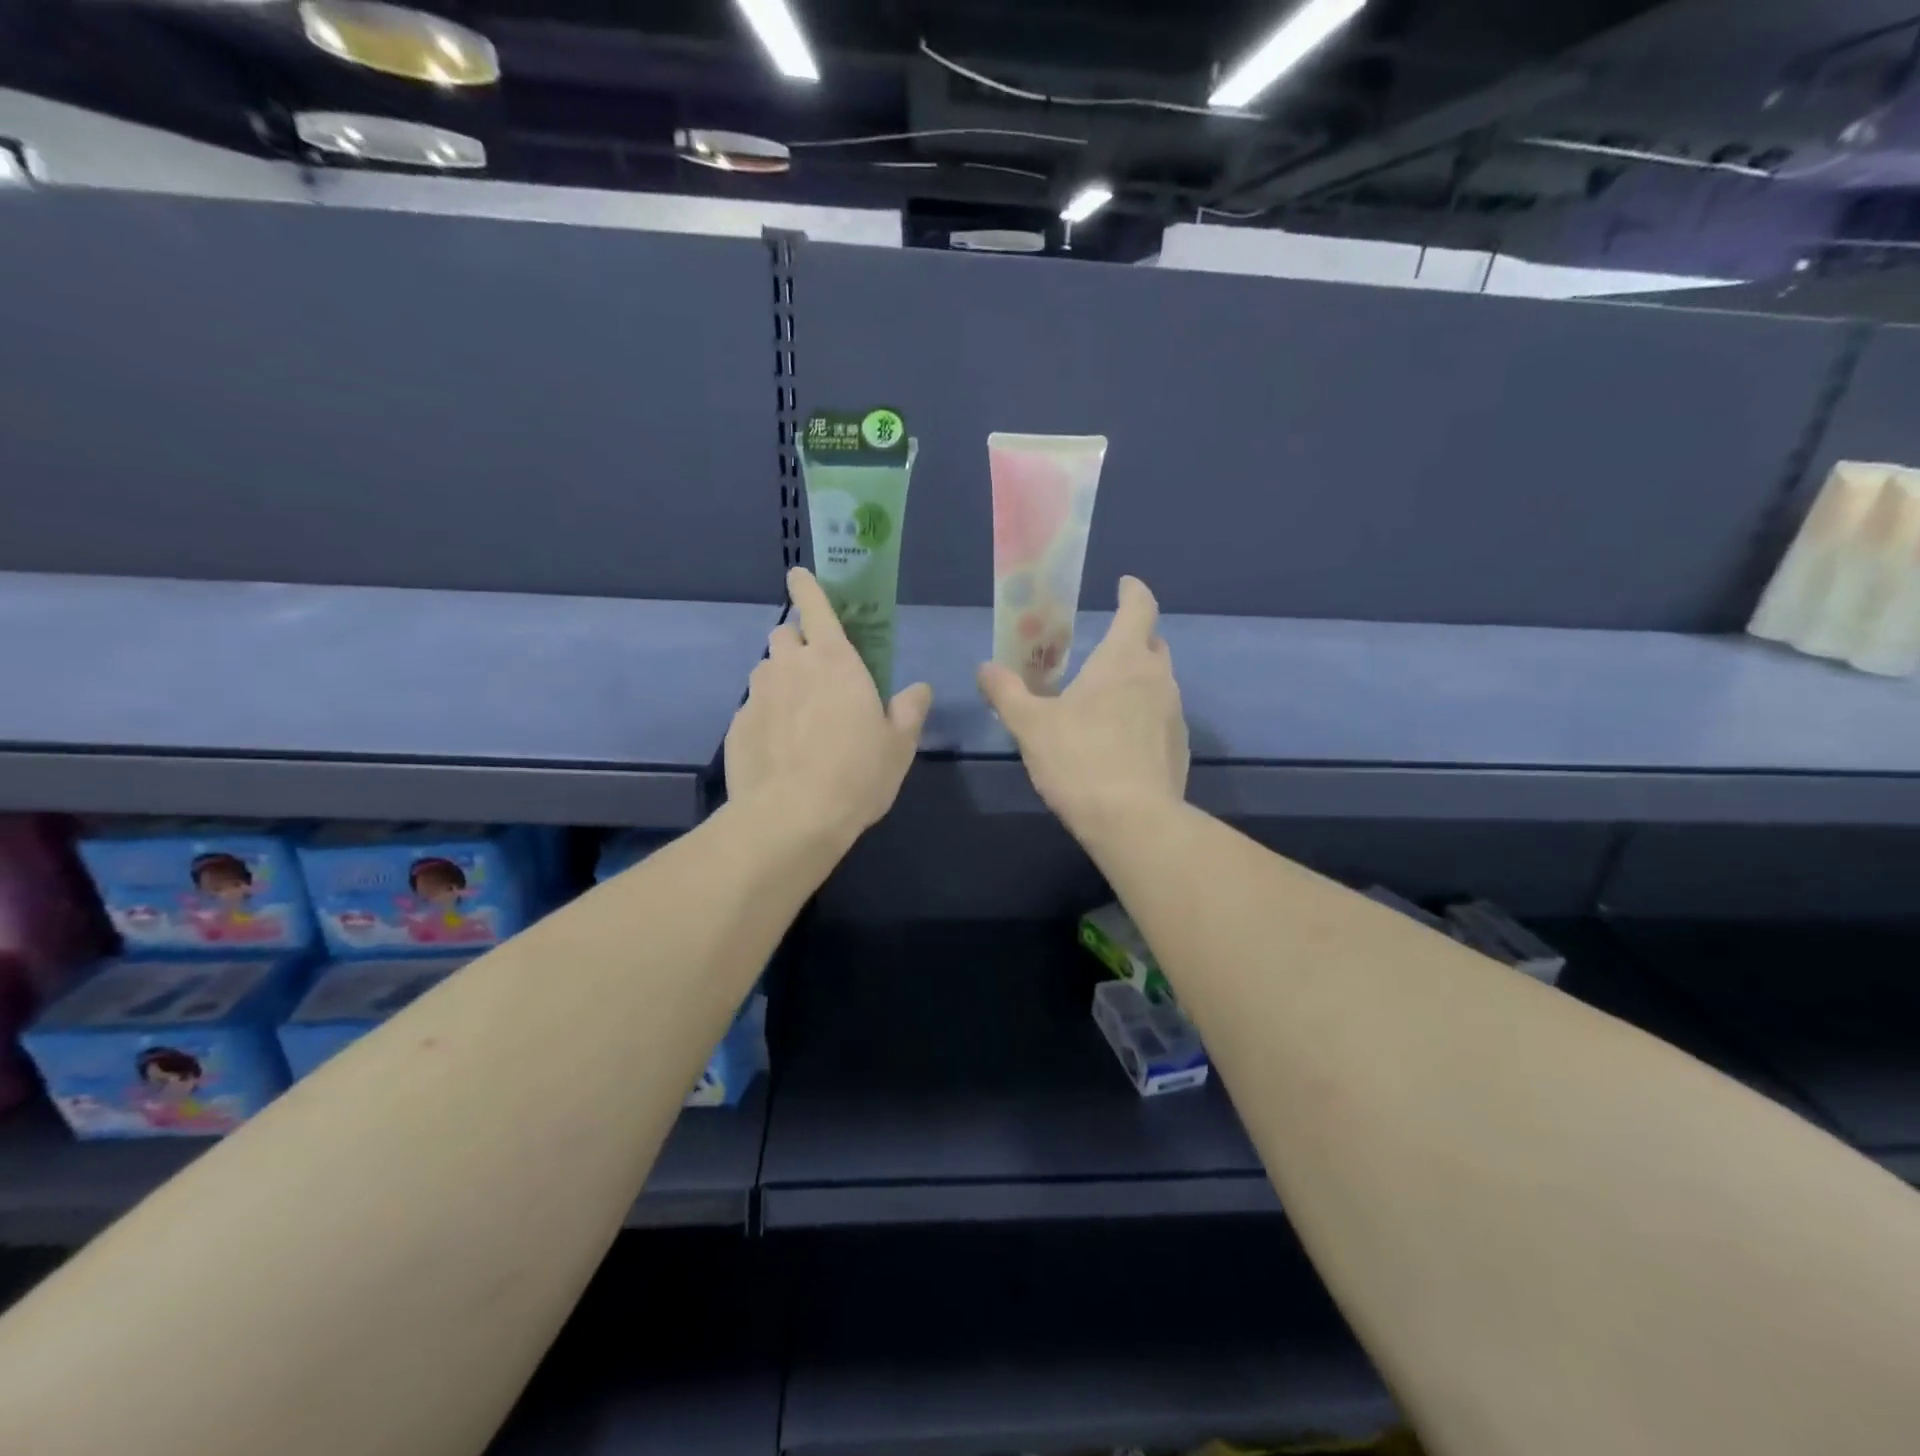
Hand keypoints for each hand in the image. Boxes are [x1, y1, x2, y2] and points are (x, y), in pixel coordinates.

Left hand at [725, 567, 931, 843]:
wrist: (792, 817)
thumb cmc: (857, 774)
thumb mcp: (898, 745)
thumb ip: (909, 710)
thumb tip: (919, 689)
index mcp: (834, 661)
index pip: (816, 607)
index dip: (807, 587)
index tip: (798, 575)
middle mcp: (790, 667)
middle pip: (785, 634)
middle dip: (797, 643)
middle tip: (815, 672)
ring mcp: (757, 696)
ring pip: (766, 671)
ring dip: (781, 680)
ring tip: (797, 716)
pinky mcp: (737, 726)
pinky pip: (752, 709)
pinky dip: (765, 717)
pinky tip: (779, 749)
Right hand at [978, 576, 1188, 838]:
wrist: (1133, 821)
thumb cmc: (1079, 760)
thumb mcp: (1030, 725)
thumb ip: (1006, 692)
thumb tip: (985, 668)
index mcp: (1124, 659)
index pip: (1139, 608)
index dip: (1134, 592)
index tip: (1125, 584)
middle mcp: (1158, 678)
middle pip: (1152, 644)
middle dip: (1133, 637)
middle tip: (1103, 647)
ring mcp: (1175, 714)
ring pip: (1158, 682)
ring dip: (1137, 679)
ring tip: (1106, 697)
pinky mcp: (1180, 748)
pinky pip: (1161, 717)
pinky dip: (1143, 714)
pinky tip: (1120, 740)